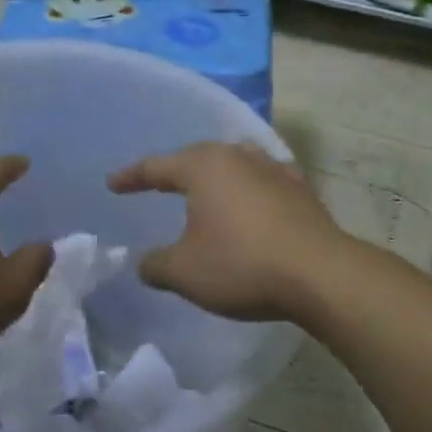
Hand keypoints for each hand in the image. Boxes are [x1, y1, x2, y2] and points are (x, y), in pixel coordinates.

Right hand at [107, 141, 346, 320]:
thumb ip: (156, 265)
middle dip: (175, 170)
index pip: (157, 166)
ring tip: (206, 185)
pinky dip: (251, 186)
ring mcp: (274, 170)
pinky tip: (255, 196)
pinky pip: (265, 179)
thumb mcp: (185, 273)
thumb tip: (145, 263)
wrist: (319, 274)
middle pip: (198, 157)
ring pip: (235, 161)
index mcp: (204, 167)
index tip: (113, 185)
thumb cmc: (241, 265)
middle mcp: (238, 157)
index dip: (132, 177)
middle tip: (157, 183)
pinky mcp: (301, 189)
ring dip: (216, 173)